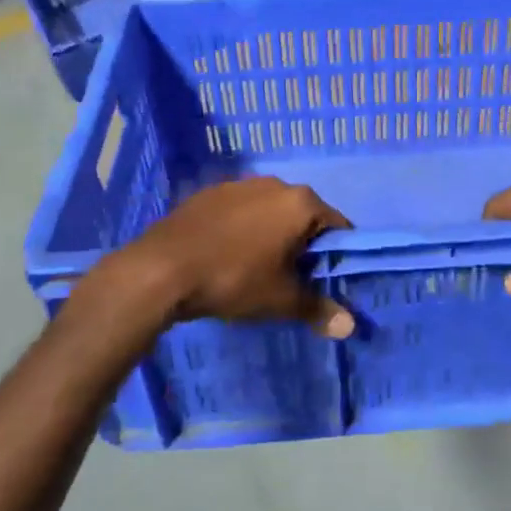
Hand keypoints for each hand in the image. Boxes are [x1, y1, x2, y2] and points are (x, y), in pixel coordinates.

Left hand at [109, 177, 355, 335]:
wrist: (161, 269)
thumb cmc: (233, 279)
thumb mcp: (280, 300)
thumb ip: (318, 309)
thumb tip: (349, 326)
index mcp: (300, 203)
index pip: (337, 226)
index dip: (337, 254)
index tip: (326, 279)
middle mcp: (274, 184)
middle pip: (303, 216)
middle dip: (303, 244)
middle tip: (292, 278)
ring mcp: (239, 185)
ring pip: (270, 211)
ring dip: (272, 234)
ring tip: (256, 268)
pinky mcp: (209, 193)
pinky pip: (240, 211)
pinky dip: (242, 229)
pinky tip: (226, 255)